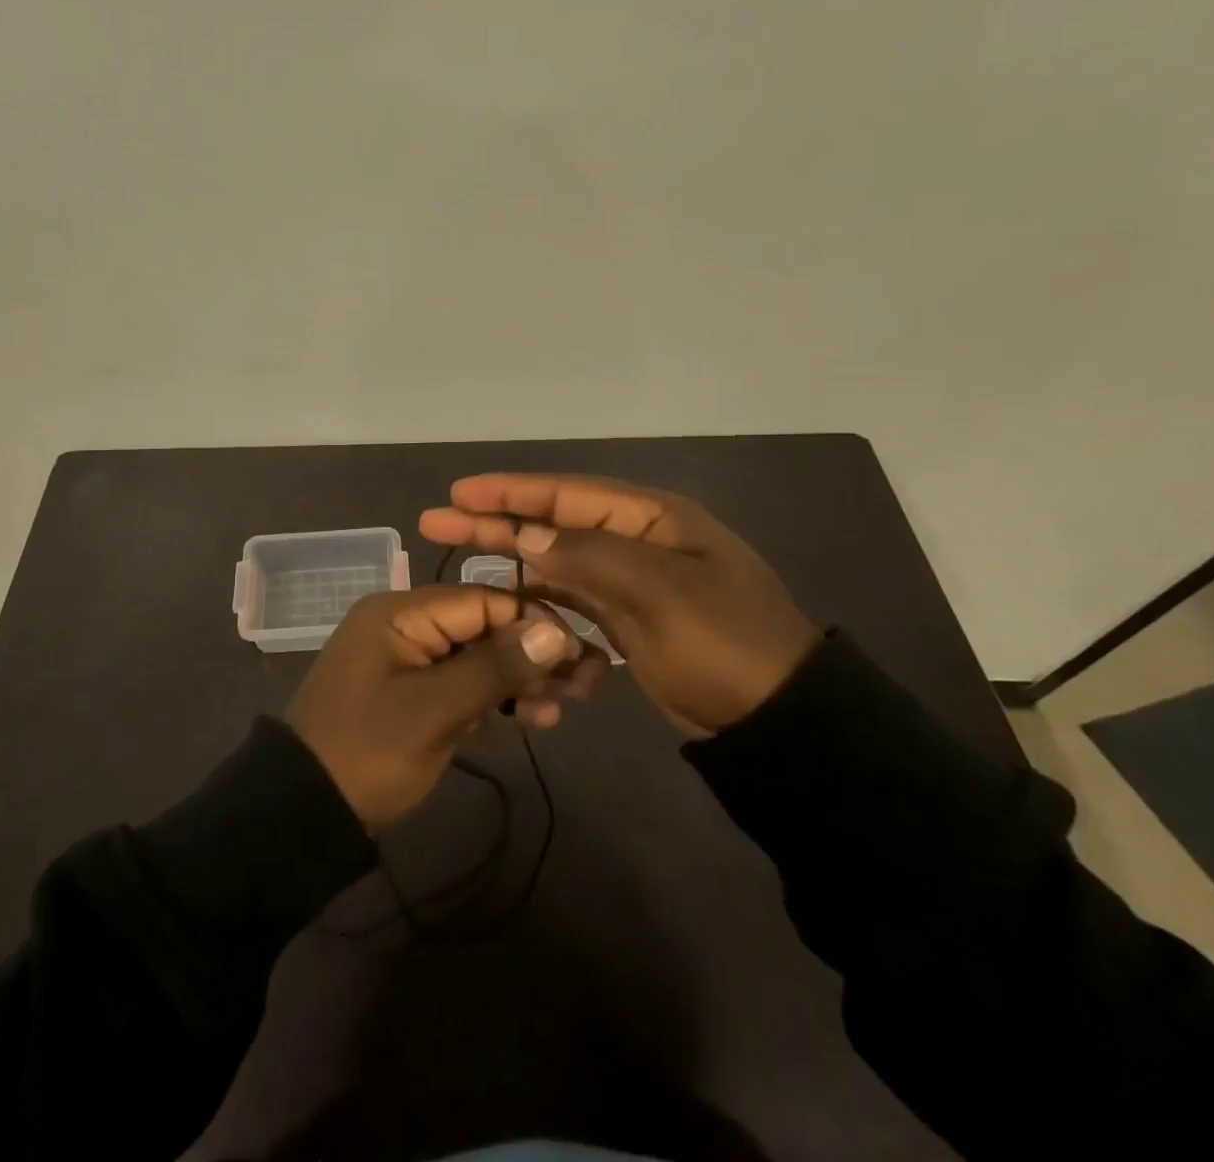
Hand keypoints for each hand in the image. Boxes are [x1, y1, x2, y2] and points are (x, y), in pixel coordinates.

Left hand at [285, 586, 601, 826]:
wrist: (305, 809)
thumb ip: (495, 667)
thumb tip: (557, 631)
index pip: (482, 600)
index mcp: (402, 613)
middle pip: (483, 626)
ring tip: (559, 711)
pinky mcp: (413, 693)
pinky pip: (462, 683)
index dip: (534, 622)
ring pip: (478, 656)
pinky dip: (495, 698)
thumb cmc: (368, 750)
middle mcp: (406, 625)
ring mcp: (409, 660)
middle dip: (533, 653)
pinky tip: (531, 719)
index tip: (580, 653)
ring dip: (519, 679)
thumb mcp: (435, 709)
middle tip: (585, 686)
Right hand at [420, 474, 822, 735]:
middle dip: (496, 520)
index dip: (510, 491)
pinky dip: (538, 597)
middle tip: (437, 520)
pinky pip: (570, 598)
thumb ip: (589, 557)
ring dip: (510, 556)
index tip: (459, 492)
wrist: (776, 721)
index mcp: (651, 519)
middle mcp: (636, 541)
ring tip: (458, 552)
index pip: (567, 494)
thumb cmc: (724, 643)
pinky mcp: (626, 618)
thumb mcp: (660, 592)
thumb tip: (527, 536)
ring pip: (556, 560)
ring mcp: (631, 581)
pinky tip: (505, 597)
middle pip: (552, 523)